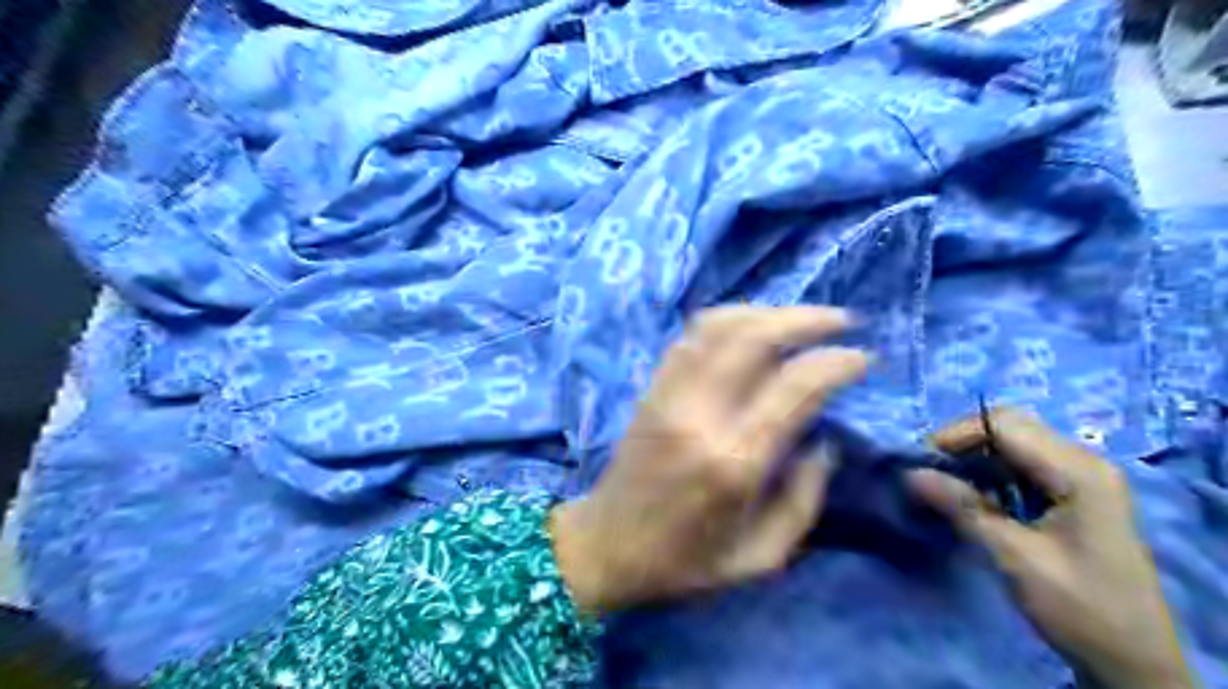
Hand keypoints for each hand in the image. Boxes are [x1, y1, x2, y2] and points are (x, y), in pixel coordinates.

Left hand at [552, 308, 865, 612]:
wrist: (606, 547)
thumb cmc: (684, 562)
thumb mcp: (760, 557)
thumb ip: (804, 500)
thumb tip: (825, 441)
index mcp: (734, 461)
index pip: (794, 386)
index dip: (837, 362)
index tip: (863, 358)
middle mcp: (700, 415)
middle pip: (754, 338)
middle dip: (806, 318)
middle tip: (841, 321)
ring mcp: (669, 395)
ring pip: (718, 326)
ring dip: (766, 312)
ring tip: (800, 319)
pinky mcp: (651, 390)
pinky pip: (690, 338)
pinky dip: (727, 321)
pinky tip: (750, 328)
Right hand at [906, 408, 1195, 687]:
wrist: (1136, 662)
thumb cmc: (1079, 608)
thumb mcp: (1015, 557)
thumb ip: (963, 508)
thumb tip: (910, 473)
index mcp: (1078, 471)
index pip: (1003, 424)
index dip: (954, 435)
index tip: (919, 463)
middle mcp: (1084, 461)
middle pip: (1009, 426)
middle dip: (962, 443)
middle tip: (930, 472)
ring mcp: (1083, 477)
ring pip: (1013, 443)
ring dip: (974, 457)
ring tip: (945, 484)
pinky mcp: (1077, 493)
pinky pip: (1023, 464)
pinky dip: (991, 472)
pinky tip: (975, 497)